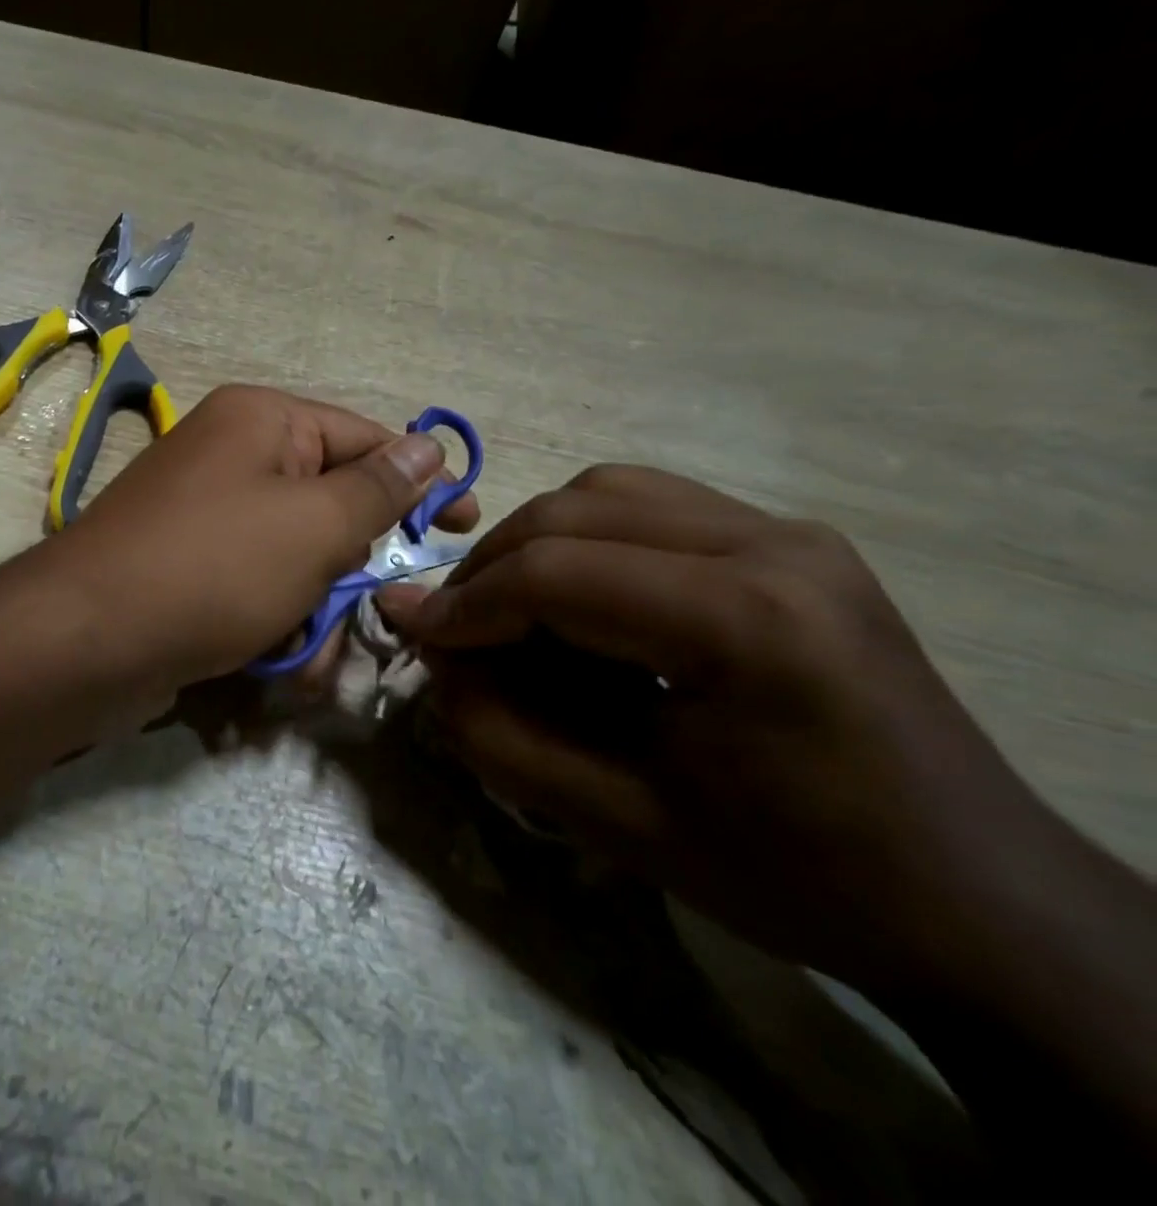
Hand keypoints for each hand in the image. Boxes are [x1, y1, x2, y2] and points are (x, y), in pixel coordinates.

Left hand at [46, 385, 477, 697]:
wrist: (87, 642)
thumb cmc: (215, 568)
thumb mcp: (315, 526)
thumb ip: (379, 488)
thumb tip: (429, 444)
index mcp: (261, 421)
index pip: (365, 438)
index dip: (420, 482)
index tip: (465, 525)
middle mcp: (231, 457)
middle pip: (329, 507)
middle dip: (349, 573)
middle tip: (363, 616)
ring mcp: (205, 516)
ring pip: (297, 561)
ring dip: (312, 616)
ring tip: (299, 658)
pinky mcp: (188, 569)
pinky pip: (255, 589)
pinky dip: (272, 628)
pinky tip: (269, 668)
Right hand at [376, 463, 1060, 995]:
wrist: (973, 896)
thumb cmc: (796, 876)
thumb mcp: (619, 825)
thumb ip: (499, 733)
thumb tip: (429, 652)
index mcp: (748, 622)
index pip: (556, 573)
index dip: (466, 605)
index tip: (412, 636)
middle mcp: (775, 544)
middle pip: (574, 511)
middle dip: (490, 568)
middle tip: (455, 631)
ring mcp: (789, 531)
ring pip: (606, 491)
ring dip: (535, 544)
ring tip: (508, 609)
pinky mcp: (790, 539)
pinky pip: (650, 505)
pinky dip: (586, 538)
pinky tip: (580, 598)